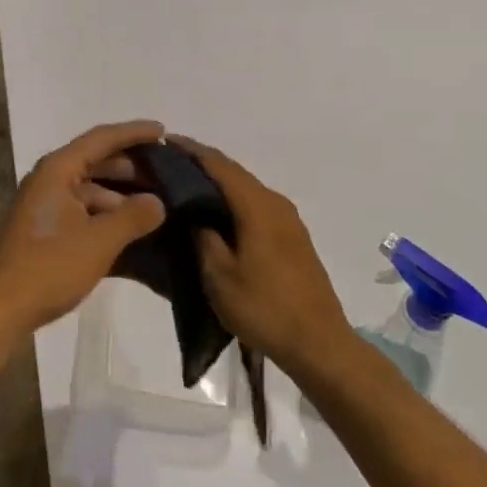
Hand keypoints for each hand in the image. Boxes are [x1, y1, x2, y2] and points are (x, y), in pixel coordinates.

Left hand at [0, 120, 167, 338]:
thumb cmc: (49, 266)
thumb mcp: (99, 241)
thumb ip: (133, 217)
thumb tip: (158, 201)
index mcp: (58, 169)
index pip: (102, 139)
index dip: (134, 132)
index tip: (163, 131)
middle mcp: (49, 178)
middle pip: (95, 160)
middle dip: (130, 166)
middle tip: (166, 173)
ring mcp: (44, 204)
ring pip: (89, 188)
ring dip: (119, 194)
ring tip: (154, 204)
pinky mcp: (44, 228)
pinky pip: (82, 209)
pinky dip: (105, 213)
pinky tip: (129, 229)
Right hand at [173, 135, 351, 372]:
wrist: (320, 344)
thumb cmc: (264, 308)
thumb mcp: (219, 276)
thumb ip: (203, 236)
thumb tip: (194, 212)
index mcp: (256, 206)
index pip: (218, 165)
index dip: (191, 151)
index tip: (165, 141)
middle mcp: (275, 202)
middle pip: (234, 171)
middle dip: (203, 163)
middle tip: (171, 162)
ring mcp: (289, 219)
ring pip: (247, 188)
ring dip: (219, 181)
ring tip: (188, 184)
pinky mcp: (294, 237)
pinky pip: (256, 203)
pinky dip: (234, 198)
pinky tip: (218, 212)